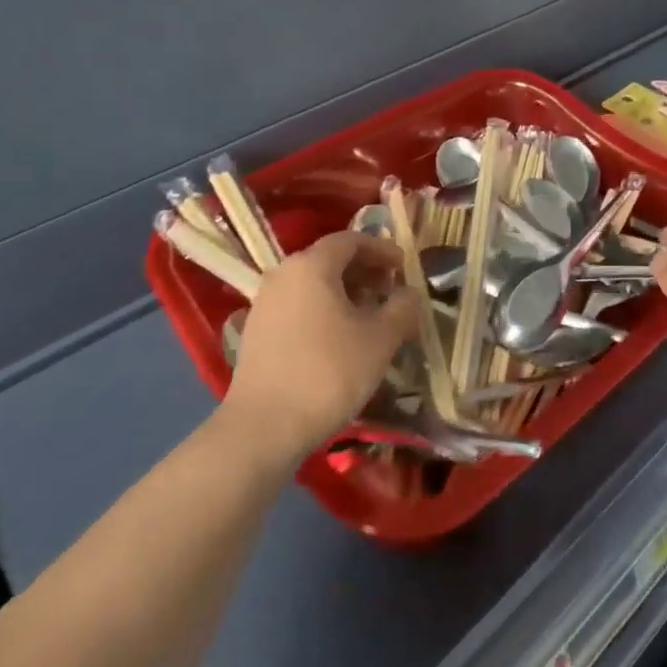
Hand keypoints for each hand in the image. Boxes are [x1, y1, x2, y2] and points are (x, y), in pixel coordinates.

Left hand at [221, 232, 418, 465]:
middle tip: (391, 293)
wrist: (265, 426)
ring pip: (313, 284)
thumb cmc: (329, 372)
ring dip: (345, 293)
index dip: (381, 250)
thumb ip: (402, 308)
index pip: (351, 240)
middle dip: (364, 272)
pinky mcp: (256, 331)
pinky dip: (323, 311)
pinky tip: (339, 340)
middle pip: (329, 259)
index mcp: (312, 265)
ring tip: (370, 318)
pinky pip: (297, 306)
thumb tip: (410, 294)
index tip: (404, 268)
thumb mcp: (381, 339)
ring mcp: (265, 303)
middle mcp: (284, 274)